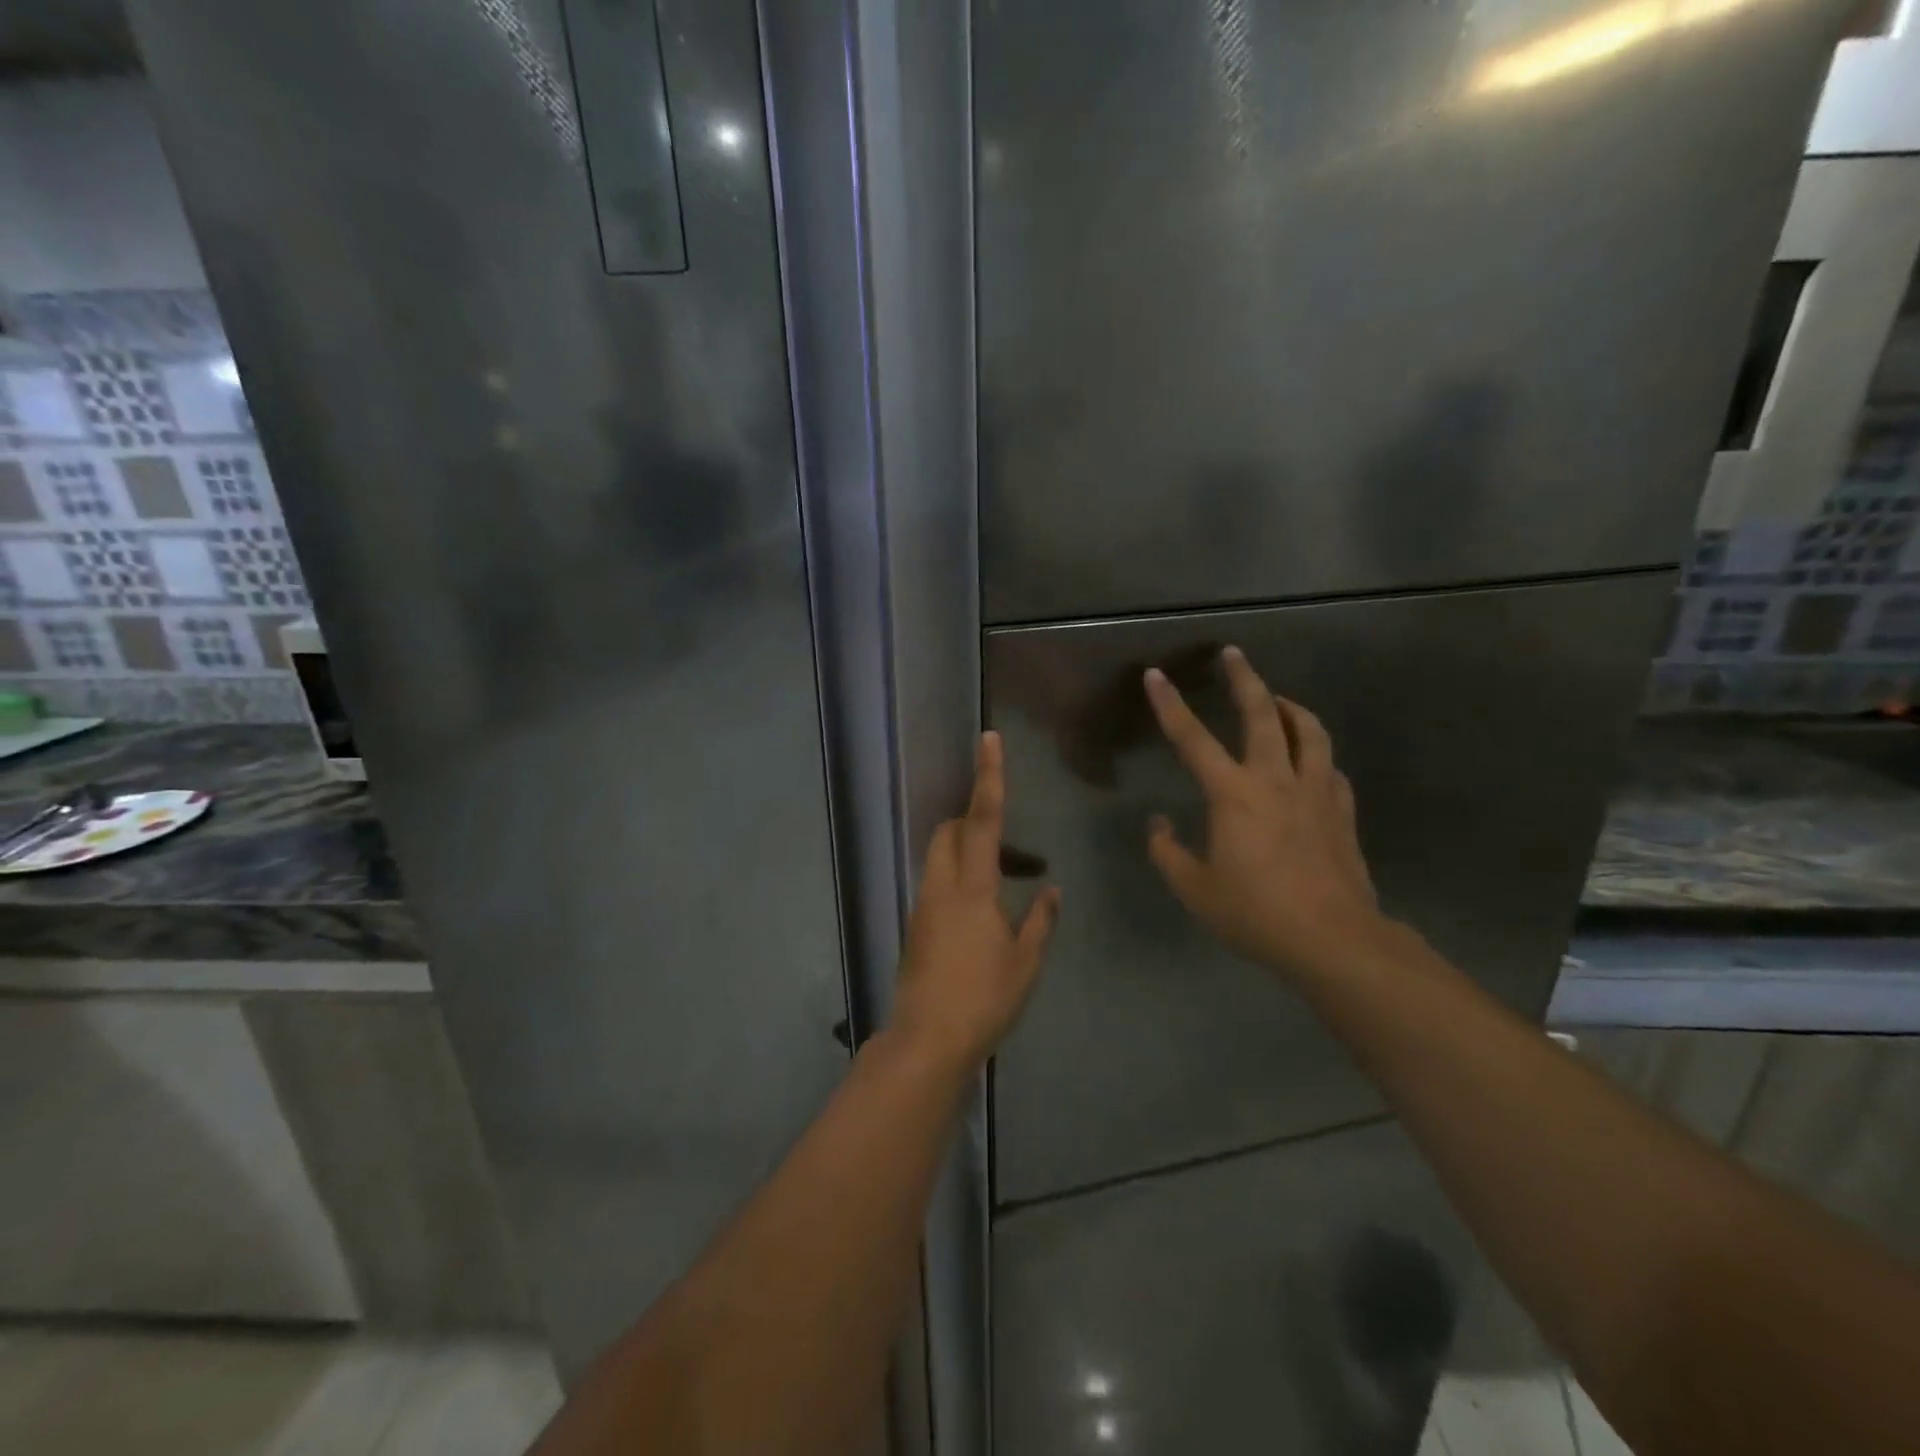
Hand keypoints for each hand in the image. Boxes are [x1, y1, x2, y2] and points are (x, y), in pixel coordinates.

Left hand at [891, 731, 1061, 1070]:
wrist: (927, 1040)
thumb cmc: (984, 999)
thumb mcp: (1026, 963)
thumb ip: (1040, 921)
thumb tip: (1051, 890)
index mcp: (973, 888)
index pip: (982, 819)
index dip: (989, 777)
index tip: (988, 739)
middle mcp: (942, 887)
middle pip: (951, 830)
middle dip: (974, 821)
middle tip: (1015, 853)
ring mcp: (924, 905)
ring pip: (942, 857)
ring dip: (972, 856)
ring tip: (1012, 893)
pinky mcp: (916, 925)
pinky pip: (939, 885)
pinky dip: (962, 882)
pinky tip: (988, 920)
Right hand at [1143, 647, 1388, 977]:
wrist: (1334, 940)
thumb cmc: (1256, 914)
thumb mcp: (1195, 890)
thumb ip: (1168, 853)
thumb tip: (1158, 825)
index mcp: (1233, 795)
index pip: (1192, 738)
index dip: (1169, 704)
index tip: (1156, 674)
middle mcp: (1275, 780)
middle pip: (1263, 714)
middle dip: (1245, 679)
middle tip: (1234, 654)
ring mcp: (1316, 793)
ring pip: (1309, 732)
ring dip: (1291, 708)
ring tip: (1279, 700)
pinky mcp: (1342, 812)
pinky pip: (1330, 768)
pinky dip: (1316, 754)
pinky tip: (1311, 761)